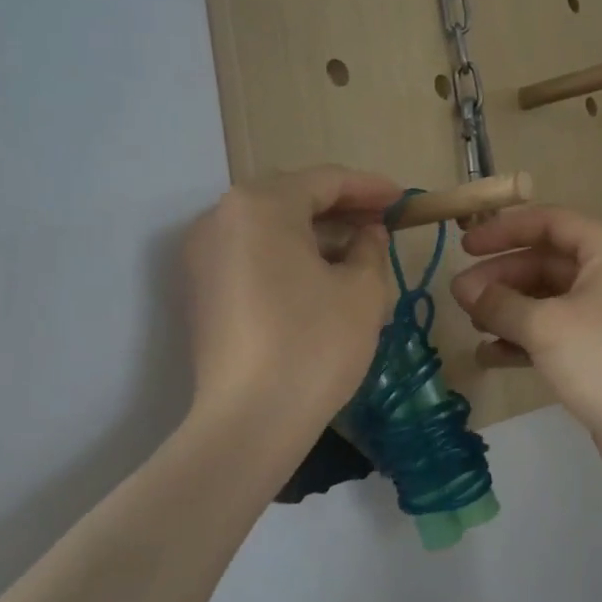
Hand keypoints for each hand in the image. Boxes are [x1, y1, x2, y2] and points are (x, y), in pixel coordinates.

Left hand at [183, 166, 399, 438]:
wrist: (249, 421)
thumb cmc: (314, 344)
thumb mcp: (362, 290)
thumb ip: (370, 247)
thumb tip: (367, 233)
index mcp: (260, 205)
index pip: (325, 180)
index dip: (369, 187)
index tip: (402, 200)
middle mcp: (220, 218)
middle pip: (290, 198)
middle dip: (340, 208)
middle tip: (381, 223)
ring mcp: (202, 255)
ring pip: (268, 227)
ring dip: (313, 232)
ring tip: (355, 250)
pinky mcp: (199, 290)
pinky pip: (249, 254)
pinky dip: (285, 255)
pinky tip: (317, 276)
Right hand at [449, 206, 601, 493]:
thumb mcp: (546, 325)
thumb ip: (500, 302)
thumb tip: (464, 289)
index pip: (550, 222)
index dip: (504, 231)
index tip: (465, 246)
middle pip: (547, 262)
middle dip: (502, 277)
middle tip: (460, 295)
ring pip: (550, 300)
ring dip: (509, 308)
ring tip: (471, 323)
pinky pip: (557, 333)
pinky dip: (525, 338)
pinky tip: (490, 353)